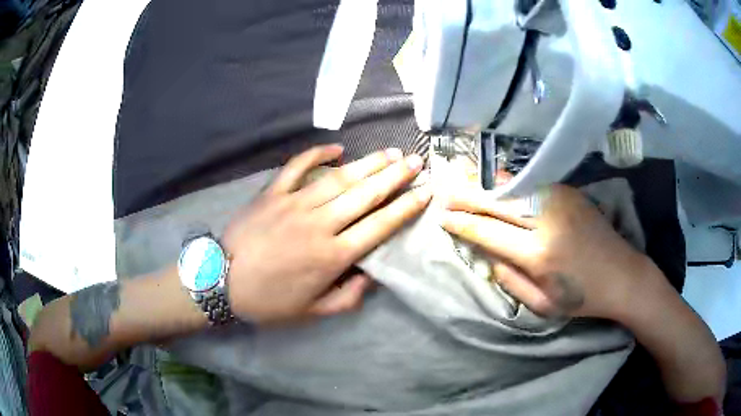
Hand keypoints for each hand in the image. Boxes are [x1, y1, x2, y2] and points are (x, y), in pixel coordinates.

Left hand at [222, 145, 430, 324]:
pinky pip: (297, 167)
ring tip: (390, 153)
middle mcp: (319, 224)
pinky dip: (316, 154)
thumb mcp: (312, 312)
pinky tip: (336, 148)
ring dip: (368, 163)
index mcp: (332, 256)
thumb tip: (372, 276)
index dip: (406, 208)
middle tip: (416, 161)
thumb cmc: (268, 301)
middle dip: (395, 177)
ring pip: (339, 178)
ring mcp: (294, 204)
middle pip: (365, 195)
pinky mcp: (272, 193)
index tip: (425, 192)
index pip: (379, 226)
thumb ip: (347, 298)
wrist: (220, 281)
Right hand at [440, 184, 649, 319]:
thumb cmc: (582, 298)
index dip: (462, 223)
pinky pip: (531, 183)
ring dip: (485, 184)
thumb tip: (488, 255)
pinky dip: (509, 183)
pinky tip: (496, 183)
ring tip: (463, 181)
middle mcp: (546, 219)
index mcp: (538, 253)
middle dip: (467, 196)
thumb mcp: (542, 304)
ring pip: (513, 185)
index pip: (488, 231)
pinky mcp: (569, 192)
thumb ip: (510, 279)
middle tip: (444, 192)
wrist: (622, 275)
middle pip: (497, 201)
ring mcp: (559, 200)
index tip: (442, 217)